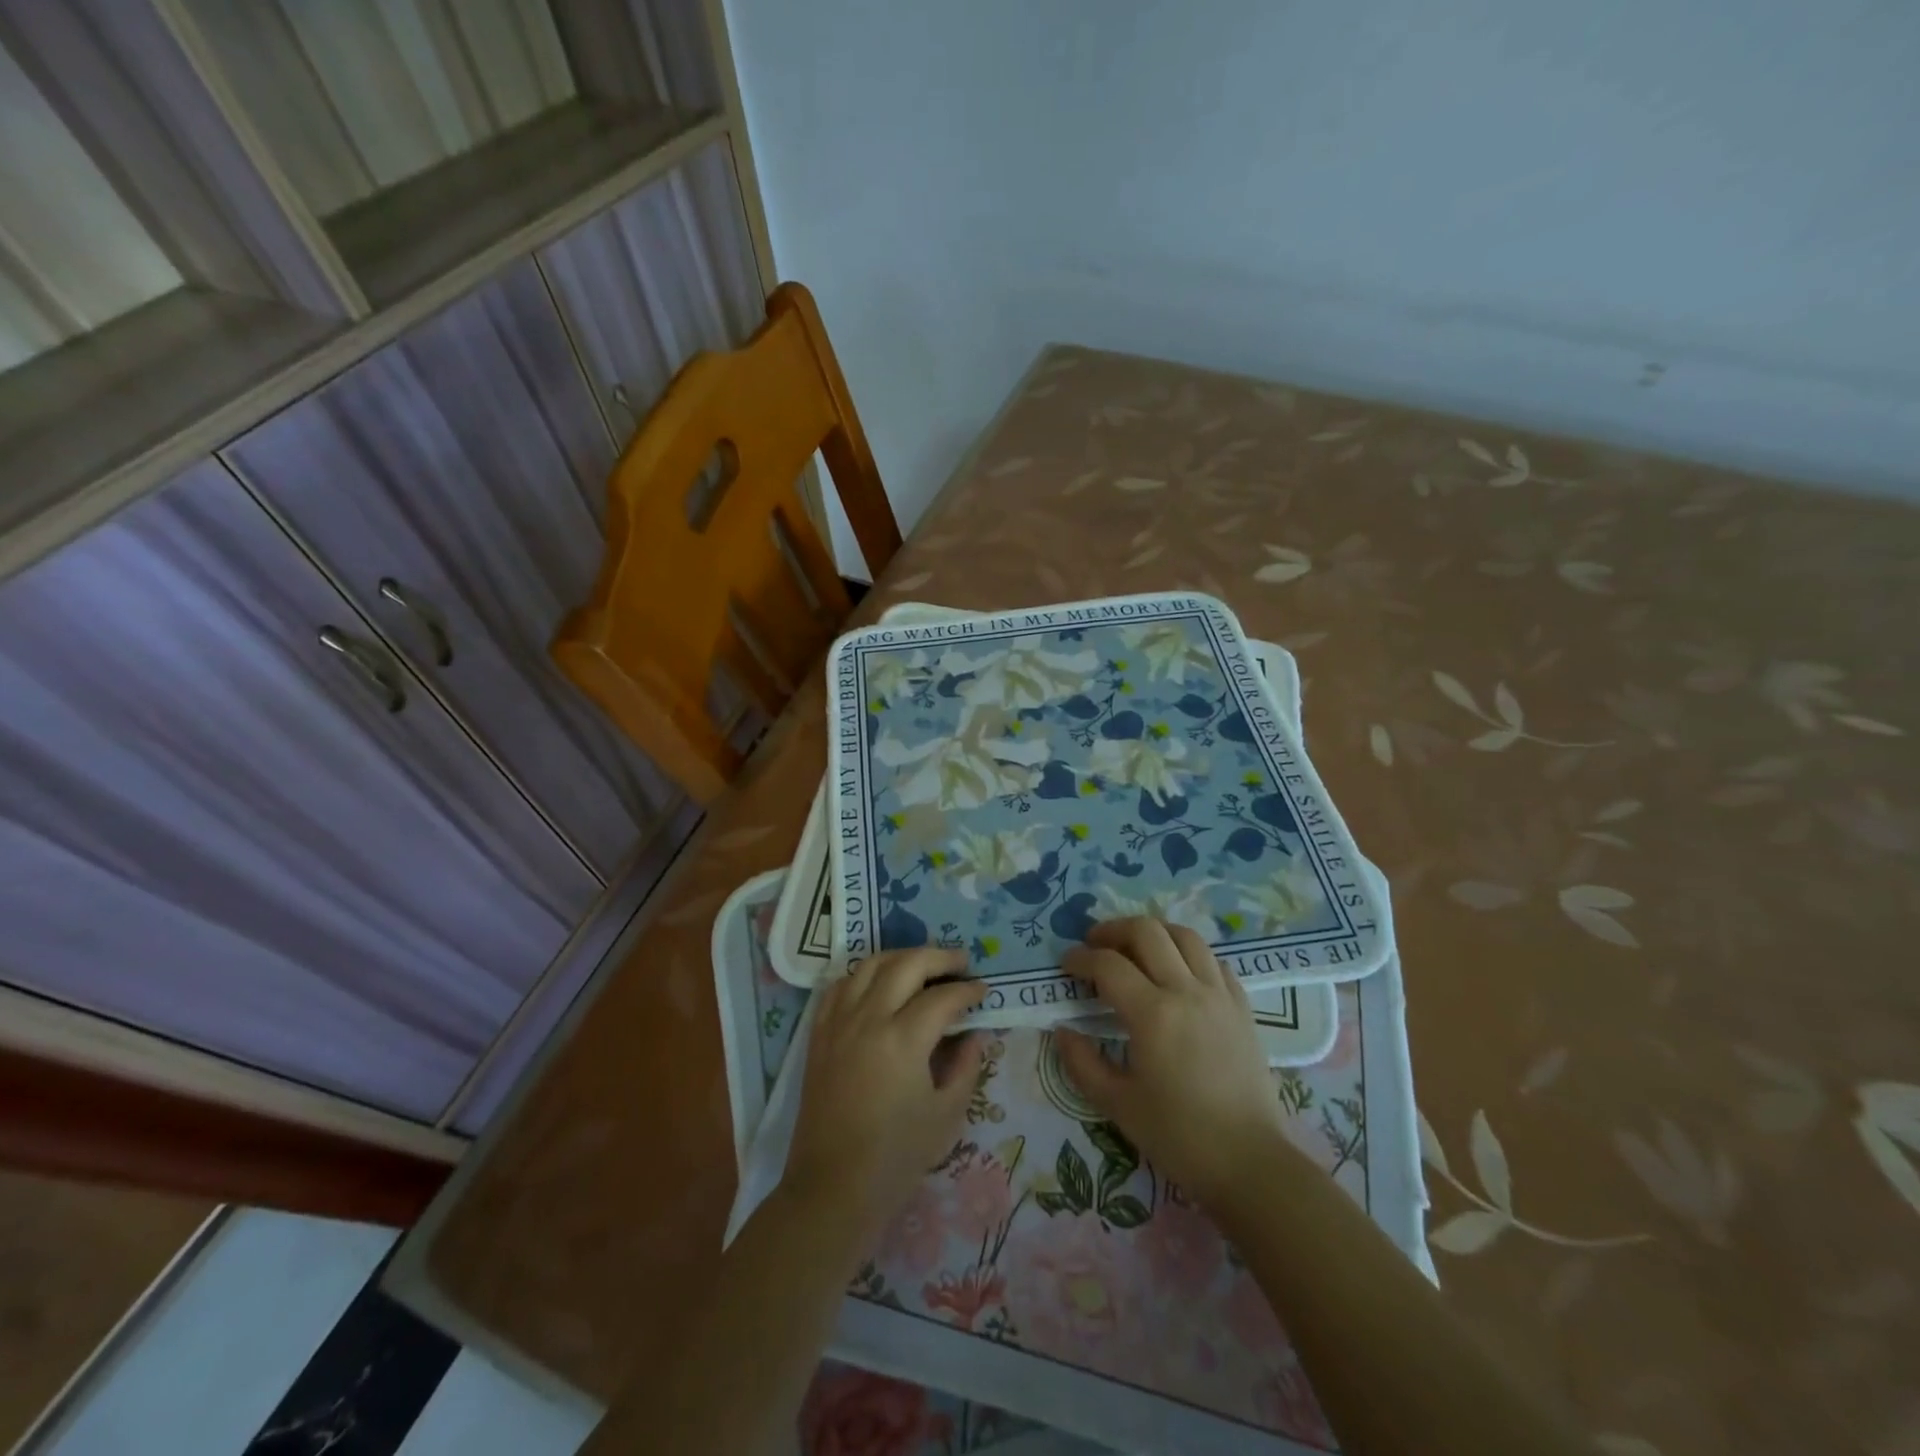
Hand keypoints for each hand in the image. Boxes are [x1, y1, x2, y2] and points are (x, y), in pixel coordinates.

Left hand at [783, 947, 986, 1242]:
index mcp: (903, 1039)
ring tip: (923, 964)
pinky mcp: (819, 1032)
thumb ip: (966, 1066)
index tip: (984, 991)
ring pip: (870, 965)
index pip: (943, 997)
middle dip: (939, 957)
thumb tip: (975, 1034)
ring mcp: (839, 1021)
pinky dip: (864, 974)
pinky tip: (879, 983)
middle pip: (907, 964)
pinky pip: (840, 985)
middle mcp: (869, 1018)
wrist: (832, 1186)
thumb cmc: (896, 1157)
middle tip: (961, 962)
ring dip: (901, 957)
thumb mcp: (946, 1115)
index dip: (968, 991)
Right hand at [1056, 918, 1286, 1211]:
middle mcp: (1187, 991)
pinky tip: (1178, 972)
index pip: (1108, 964)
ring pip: (1185, 935)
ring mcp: (1219, 994)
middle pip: (1147, 932)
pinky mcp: (1242, 1006)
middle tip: (1095, 945)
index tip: (1066, 965)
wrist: (1250, 1163)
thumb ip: (1082, 1063)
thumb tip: (1062, 1030)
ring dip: (1154, 932)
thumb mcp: (1117, 1105)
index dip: (1081, 958)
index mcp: (1153, 1014)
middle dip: (1113, 930)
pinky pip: (1213, 961)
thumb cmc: (1179, 1136)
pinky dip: (1189, 954)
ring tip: (1135, 948)